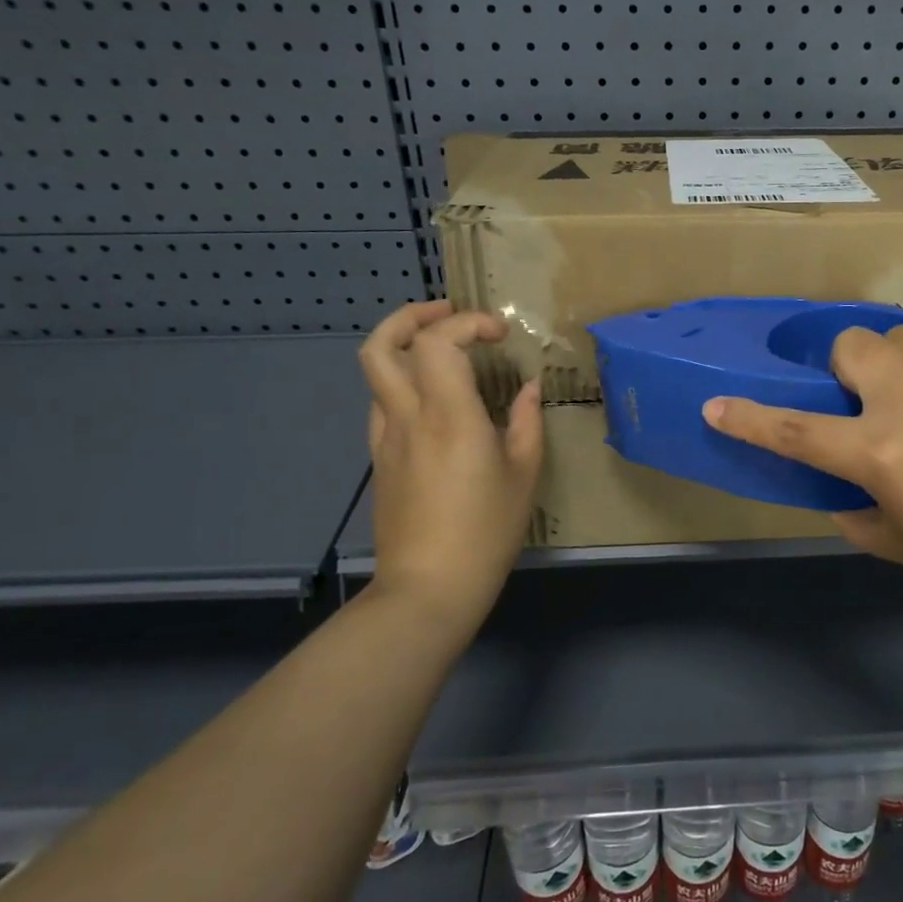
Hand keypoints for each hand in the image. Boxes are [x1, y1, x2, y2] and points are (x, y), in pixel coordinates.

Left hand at [358, 301, 542, 639]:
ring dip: (403, 347)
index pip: (439, 342)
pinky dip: (404, 384)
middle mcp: (408, 417)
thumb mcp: (523, 475)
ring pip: (375, 373)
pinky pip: (382, 404)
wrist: (429, 587)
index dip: (468, 324)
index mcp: (449, 416)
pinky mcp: (379, 460)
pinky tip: (435, 401)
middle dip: (411, 316)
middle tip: (448, 314)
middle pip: (381, 345)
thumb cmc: (486, 531)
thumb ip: (526, 422)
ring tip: (441, 350)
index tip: (499, 335)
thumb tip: (527, 389)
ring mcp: (386, 438)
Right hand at [704, 318, 902, 610]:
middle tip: (870, 400)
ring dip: (898, 359)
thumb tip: (841, 489)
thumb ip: (856, 515)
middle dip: (845, 369)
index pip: (793, 430)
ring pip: (901, 332)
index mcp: (880, 452)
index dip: (747, 418)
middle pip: (849, 346)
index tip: (716, 404)